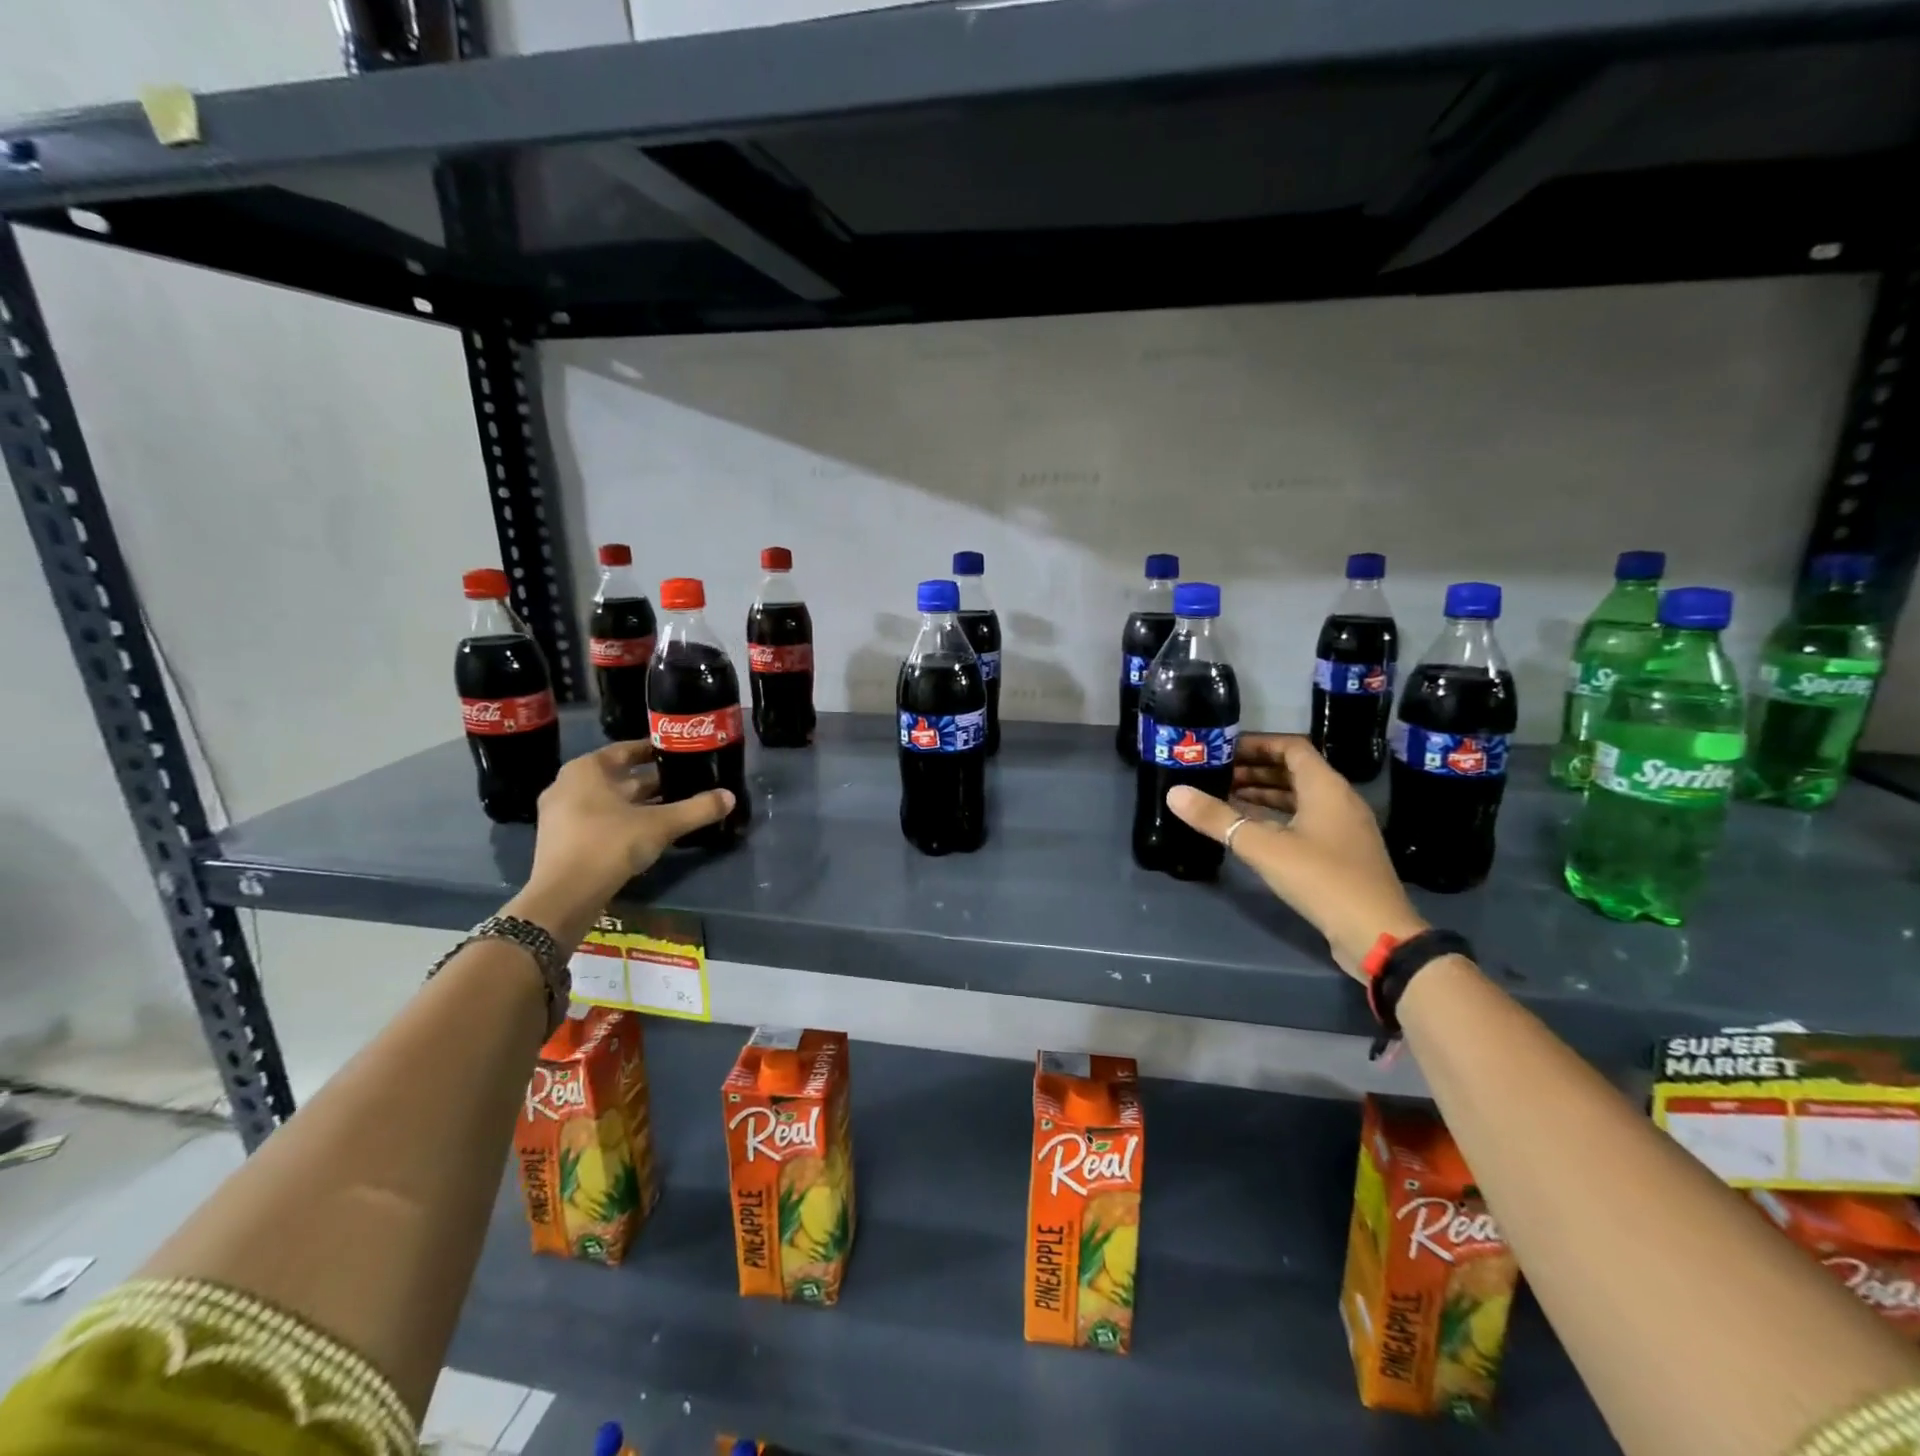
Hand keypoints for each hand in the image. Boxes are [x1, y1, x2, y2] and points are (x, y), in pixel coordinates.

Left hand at [526, 741, 733, 909]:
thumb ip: (696, 809)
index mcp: (586, 770)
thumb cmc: (609, 845)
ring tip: (673, 807)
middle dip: (652, 781)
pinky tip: (648, 832)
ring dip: (639, 804)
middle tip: (685, 782)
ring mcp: (560, 814)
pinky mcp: (562, 840)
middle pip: (618, 777)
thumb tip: (730, 797)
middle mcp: (568, 785)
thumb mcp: (660, 825)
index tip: (679, 754)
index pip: (626, 750)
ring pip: (609, 801)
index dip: (654, 751)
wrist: (563, 897)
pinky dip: (623, 821)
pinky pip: (598, 820)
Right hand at [1169, 733, 1425, 978]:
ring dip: (1264, 794)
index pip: (1291, 747)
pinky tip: (1251, 829)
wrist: (1376, 933)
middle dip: (1254, 770)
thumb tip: (1175, 793)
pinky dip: (1277, 816)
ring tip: (1226, 798)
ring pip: (1299, 797)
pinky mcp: (1341, 852)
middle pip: (1294, 771)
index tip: (1223, 749)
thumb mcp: (1263, 847)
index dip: (1256, 744)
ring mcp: (1343, 827)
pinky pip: (1305, 819)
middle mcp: (1339, 799)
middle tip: (1216, 775)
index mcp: (1326, 787)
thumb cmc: (1322, 879)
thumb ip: (1217, 819)